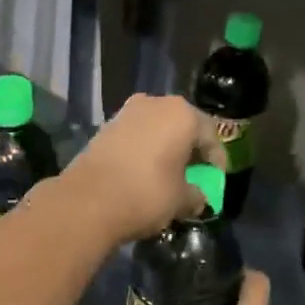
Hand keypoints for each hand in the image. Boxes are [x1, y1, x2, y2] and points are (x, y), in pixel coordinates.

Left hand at [60, 94, 225, 245]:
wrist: (88, 200)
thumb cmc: (146, 194)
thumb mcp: (182, 200)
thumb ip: (197, 196)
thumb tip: (198, 198)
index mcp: (183, 114)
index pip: (211, 135)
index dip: (216, 160)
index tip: (215, 180)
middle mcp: (156, 103)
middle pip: (183, 127)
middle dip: (190, 150)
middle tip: (193, 175)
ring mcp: (127, 112)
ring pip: (157, 130)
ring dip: (165, 149)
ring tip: (168, 175)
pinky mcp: (105, 126)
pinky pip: (136, 136)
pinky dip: (144, 151)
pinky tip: (143, 172)